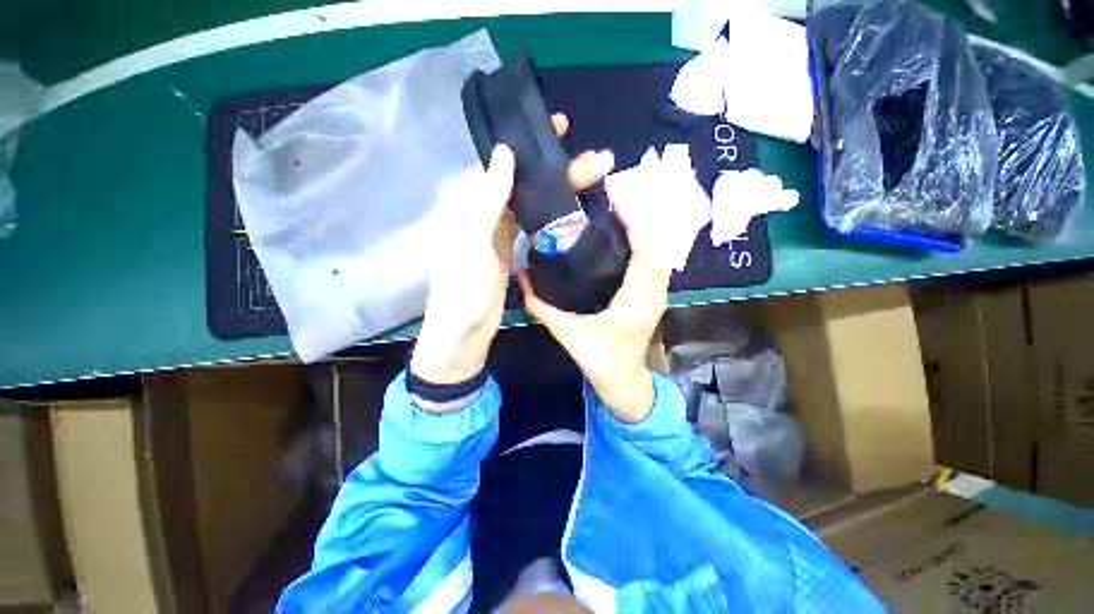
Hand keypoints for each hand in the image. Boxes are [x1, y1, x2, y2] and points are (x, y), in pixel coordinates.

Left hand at [411, 115, 614, 399]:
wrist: (464, 334)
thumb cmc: (462, 292)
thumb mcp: (471, 243)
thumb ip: (487, 200)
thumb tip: (505, 153)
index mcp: (466, 205)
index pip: (499, 165)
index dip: (528, 146)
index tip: (558, 128)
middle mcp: (482, 214)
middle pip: (521, 183)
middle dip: (554, 168)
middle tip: (592, 156)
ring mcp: (497, 234)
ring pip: (529, 202)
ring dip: (557, 189)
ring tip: (590, 176)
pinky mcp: (510, 251)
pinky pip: (531, 225)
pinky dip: (550, 214)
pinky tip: (571, 206)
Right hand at [518, 192, 671, 421]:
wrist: (623, 380)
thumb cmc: (600, 361)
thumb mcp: (567, 334)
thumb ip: (542, 306)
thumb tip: (523, 275)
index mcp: (636, 303)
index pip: (648, 253)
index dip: (637, 221)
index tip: (616, 196)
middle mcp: (654, 293)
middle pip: (659, 243)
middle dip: (641, 213)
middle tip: (612, 192)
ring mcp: (659, 292)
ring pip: (661, 248)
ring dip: (644, 223)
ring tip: (617, 204)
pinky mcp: (654, 291)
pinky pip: (655, 257)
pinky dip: (644, 237)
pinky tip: (624, 229)